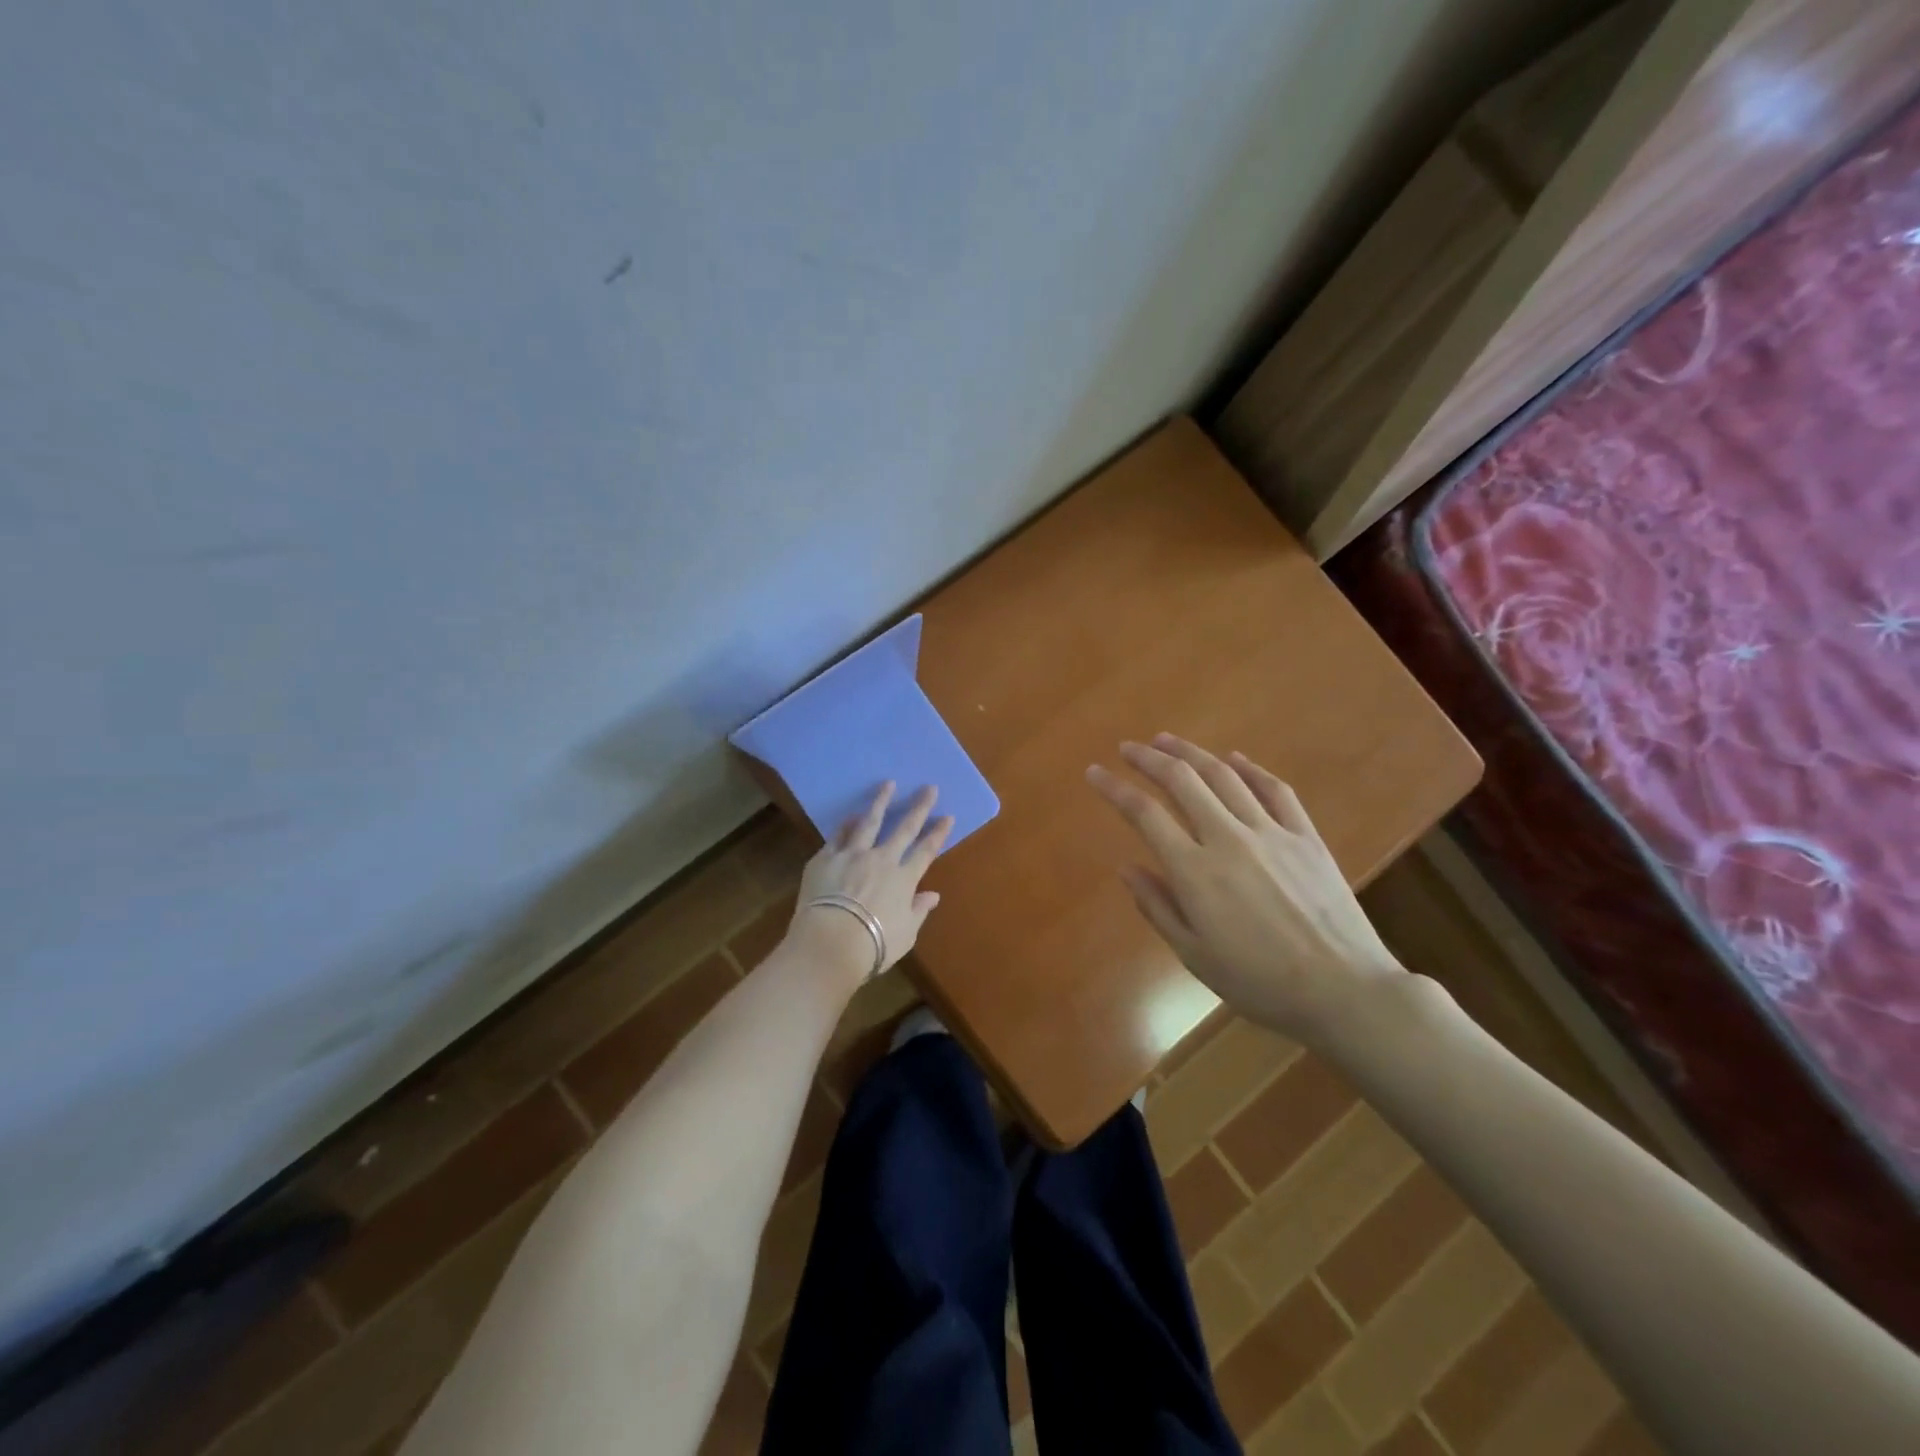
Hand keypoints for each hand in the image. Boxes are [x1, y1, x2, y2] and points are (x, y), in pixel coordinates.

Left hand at [787, 783, 952, 981]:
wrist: (831, 943)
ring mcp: (853, 855)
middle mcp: (882, 860)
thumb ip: (918, 910)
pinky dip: (846, 824)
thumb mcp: (905, 934)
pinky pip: (838, 836)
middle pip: (904, 828)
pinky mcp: (826, 858)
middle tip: (929, 788)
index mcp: (904, 879)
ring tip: (888, 784)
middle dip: (919, 807)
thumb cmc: (873, 946)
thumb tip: (932, 895)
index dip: (938, 833)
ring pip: (869, 822)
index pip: (926, 851)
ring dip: (881, 802)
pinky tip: (851, 815)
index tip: (947, 816)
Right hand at [1087, 734, 1405, 1043]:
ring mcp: (1271, 832)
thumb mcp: (1195, 956)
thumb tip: (1127, 867)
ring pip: (1224, 776)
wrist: (1345, 990)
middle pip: (1182, 781)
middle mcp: (1228, 839)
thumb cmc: (1260, 982)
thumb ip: (1158, 907)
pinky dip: (1250, 769)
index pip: (1144, 814)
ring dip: (1191, 753)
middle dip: (1149, 758)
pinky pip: (1275, 790)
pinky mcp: (1305, 836)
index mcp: (1195, 872)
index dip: (1114, 789)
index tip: (1094, 773)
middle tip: (1128, 747)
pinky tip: (1234, 759)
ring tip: (1166, 740)